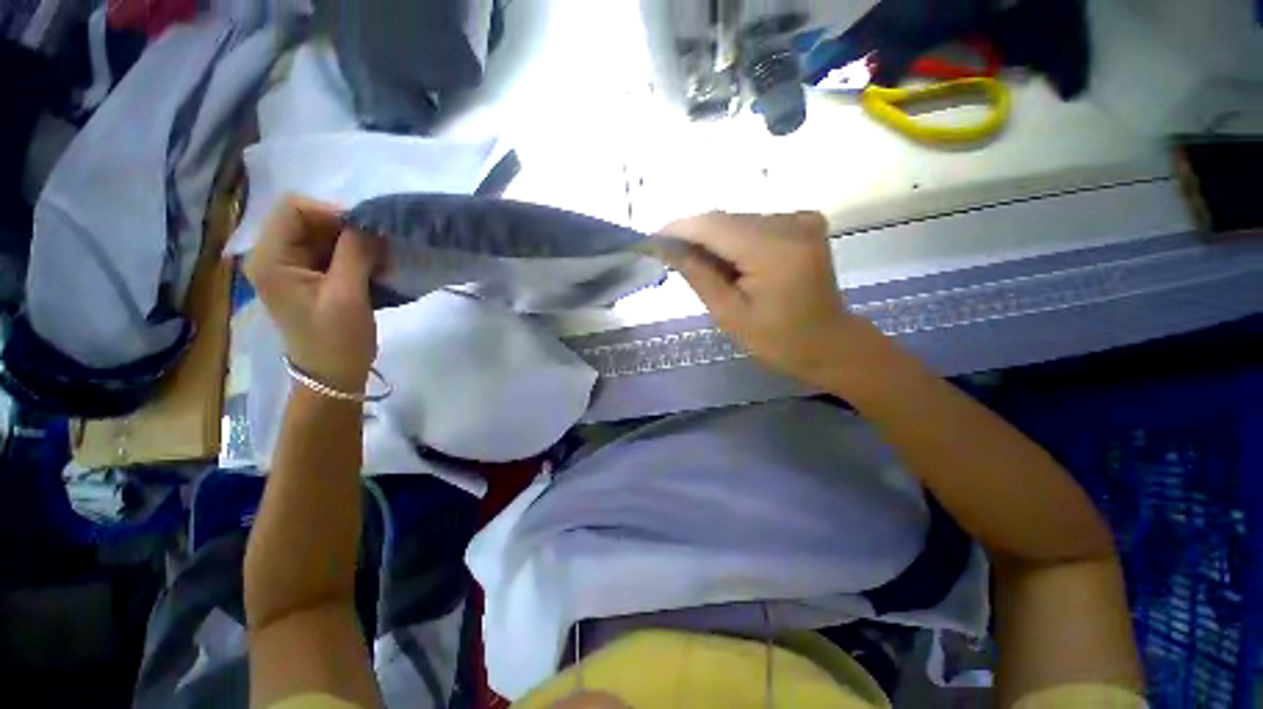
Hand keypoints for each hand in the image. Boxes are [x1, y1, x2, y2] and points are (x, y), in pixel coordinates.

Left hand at [245, 197, 380, 392]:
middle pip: (308, 219)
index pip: (294, 208)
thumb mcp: (347, 296)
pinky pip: (330, 251)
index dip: (332, 213)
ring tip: (380, 261)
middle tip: (379, 249)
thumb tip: (372, 223)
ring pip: (322, 234)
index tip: (368, 233)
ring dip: (354, 242)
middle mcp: (274, 256)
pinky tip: (373, 268)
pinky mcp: (308, 277)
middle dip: (346, 229)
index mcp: (271, 258)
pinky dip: (354, 254)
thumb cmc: (336, 340)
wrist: (333, 375)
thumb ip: (356, 254)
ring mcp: (291, 267)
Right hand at [658, 211, 879, 386]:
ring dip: (715, 240)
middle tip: (673, 260)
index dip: (679, 229)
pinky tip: (731, 264)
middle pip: (726, 220)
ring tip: (705, 269)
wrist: (830, 343)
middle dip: (695, 237)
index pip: (713, 225)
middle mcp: (791, 222)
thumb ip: (698, 274)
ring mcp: (801, 218)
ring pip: (738, 221)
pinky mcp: (804, 222)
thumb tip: (667, 247)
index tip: (652, 241)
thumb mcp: (729, 314)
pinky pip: (755, 225)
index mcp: (774, 249)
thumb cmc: (778, 340)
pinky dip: (735, 240)